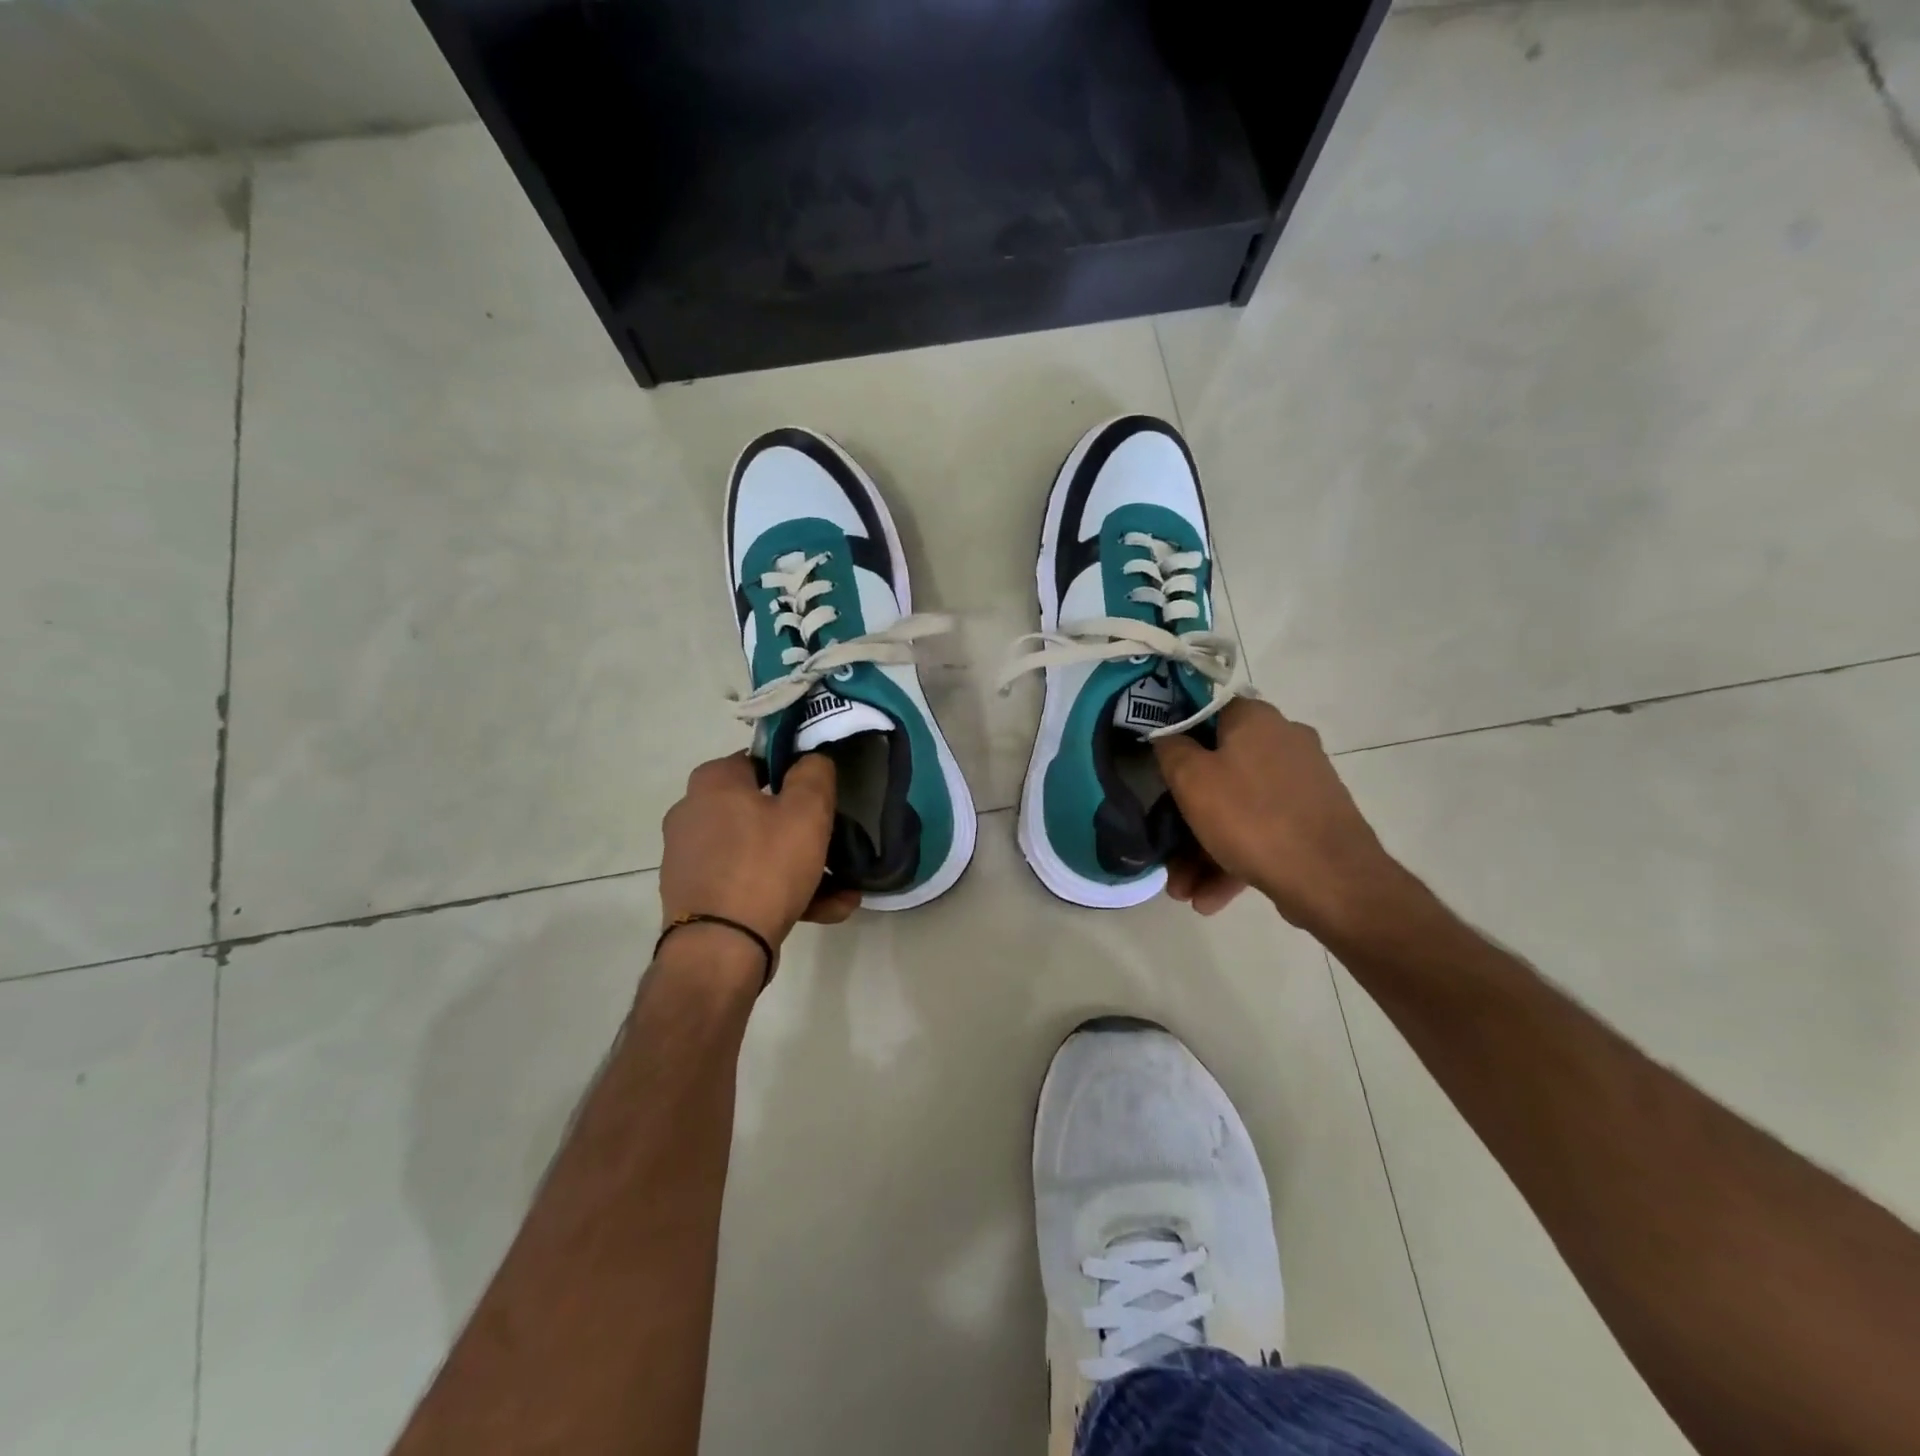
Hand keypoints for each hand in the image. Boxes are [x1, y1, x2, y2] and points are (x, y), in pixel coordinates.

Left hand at [659, 753, 859, 956]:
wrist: (720, 950)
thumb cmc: (765, 866)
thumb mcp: (807, 811)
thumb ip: (814, 773)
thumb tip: (811, 759)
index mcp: (712, 782)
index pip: (759, 759)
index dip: (795, 772)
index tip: (822, 795)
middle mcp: (692, 814)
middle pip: (761, 811)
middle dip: (803, 831)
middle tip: (835, 846)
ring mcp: (691, 859)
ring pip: (758, 852)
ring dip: (800, 868)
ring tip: (842, 892)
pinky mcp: (696, 896)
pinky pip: (746, 883)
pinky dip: (780, 892)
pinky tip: (824, 910)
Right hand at [1152, 699, 1407, 937]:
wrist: (1332, 879)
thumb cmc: (1251, 817)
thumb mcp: (1191, 779)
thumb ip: (1171, 749)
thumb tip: (1168, 737)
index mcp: (1255, 719)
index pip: (1205, 713)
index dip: (1176, 739)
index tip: (1157, 769)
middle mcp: (1283, 742)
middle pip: (1218, 771)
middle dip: (1186, 818)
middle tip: (1166, 851)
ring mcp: (1302, 783)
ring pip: (1238, 809)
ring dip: (1204, 851)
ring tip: (1184, 892)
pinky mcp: (1313, 820)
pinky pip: (1262, 832)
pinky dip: (1234, 860)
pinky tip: (1210, 900)